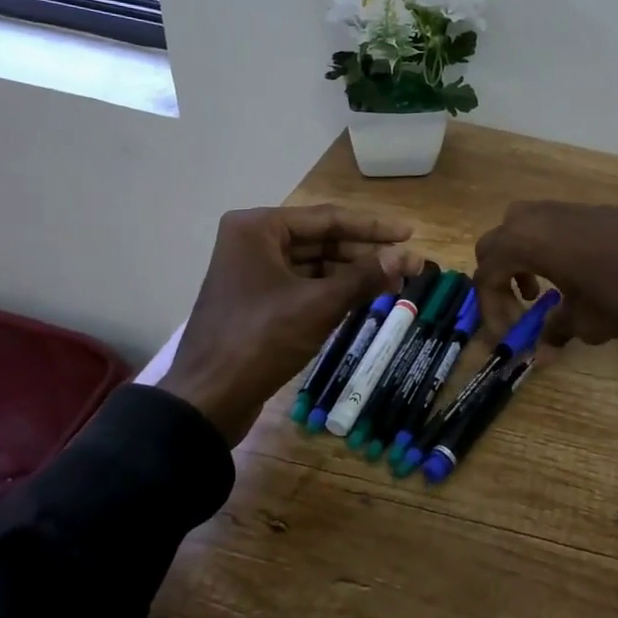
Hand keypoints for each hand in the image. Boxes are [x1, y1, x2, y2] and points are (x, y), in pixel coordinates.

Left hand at [157, 206, 421, 442]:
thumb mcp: (318, 305)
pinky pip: (302, 285)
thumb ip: (364, 277)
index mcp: (257, 228)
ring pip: (313, 264)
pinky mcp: (255, 300)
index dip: (373, 227)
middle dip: (365, 253)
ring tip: (393, 282)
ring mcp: (251, 272)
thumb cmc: (260, 341)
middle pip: (321, 239)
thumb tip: (406, 257)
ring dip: (351, 273)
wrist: (207, 399)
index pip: (328, 218)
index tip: (410, 233)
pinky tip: (362, 297)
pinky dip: (332, 290)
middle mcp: (251, 241)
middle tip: (407, 264)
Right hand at [472, 202, 617, 344]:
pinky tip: (574, 275)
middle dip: (499, 279)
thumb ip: (555, 331)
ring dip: (521, 260)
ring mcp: (563, 208)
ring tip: (543, 290)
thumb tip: (543, 350)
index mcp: (525, 242)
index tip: (509, 335)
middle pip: (495, 244)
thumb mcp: (586, 322)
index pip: (486, 273)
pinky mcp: (589, 209)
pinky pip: (549, 225)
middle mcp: (536, 217)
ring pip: (521, 228)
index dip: (490, 308)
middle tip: (518, 309)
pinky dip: (546, 249)